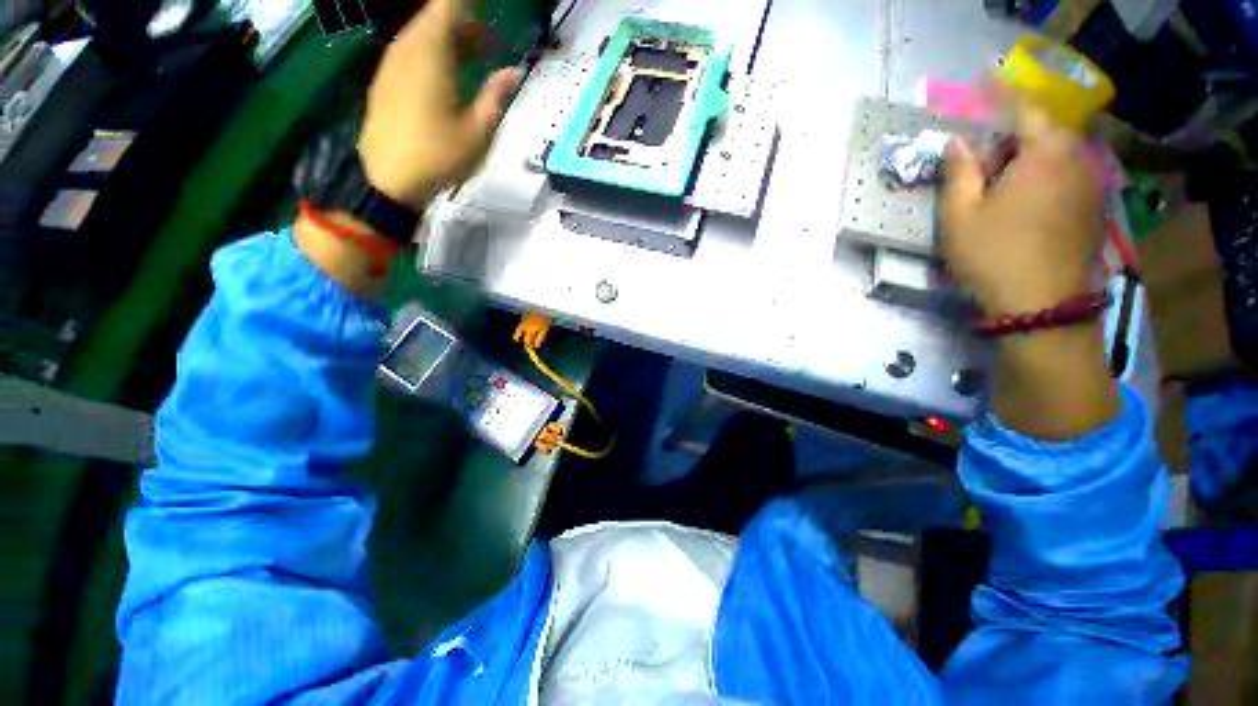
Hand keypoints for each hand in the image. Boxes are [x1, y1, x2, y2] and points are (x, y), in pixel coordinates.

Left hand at [358, 0, 522, 210]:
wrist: (390, 180)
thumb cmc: (439, 156)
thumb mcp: (477, 131)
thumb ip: (496, 96)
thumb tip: (514, 73)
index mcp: (432, 52)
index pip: (449, 5)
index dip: (468, 6)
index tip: (489, 15)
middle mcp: (407, 47)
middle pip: (434, 16)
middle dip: (465, 23)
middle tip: (491, 44)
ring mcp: (391, 63)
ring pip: (421, 33)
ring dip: (449, 38)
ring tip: (474, 60)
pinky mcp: (384, 80)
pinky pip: (410, 51)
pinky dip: (432, 52)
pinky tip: (447, 75)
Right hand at [941, 108, 1117, 438]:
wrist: (1042, 306)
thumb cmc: (993, 255)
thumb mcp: (959, 215)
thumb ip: (959, 172)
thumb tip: (957, 142)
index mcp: (1046, 151)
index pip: (1024, 107)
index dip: (1001, 96)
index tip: (982, 85)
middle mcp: (1079, 157)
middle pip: (1046, 130)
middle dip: (1015, 132)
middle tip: (984, 149)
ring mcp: (1093, 184)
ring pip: (1060, 154)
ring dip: (1032, 155)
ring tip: (1003, 177)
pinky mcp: (1095, 209)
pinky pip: (1070, 176)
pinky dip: (1047, 175)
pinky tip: (1027, 200)